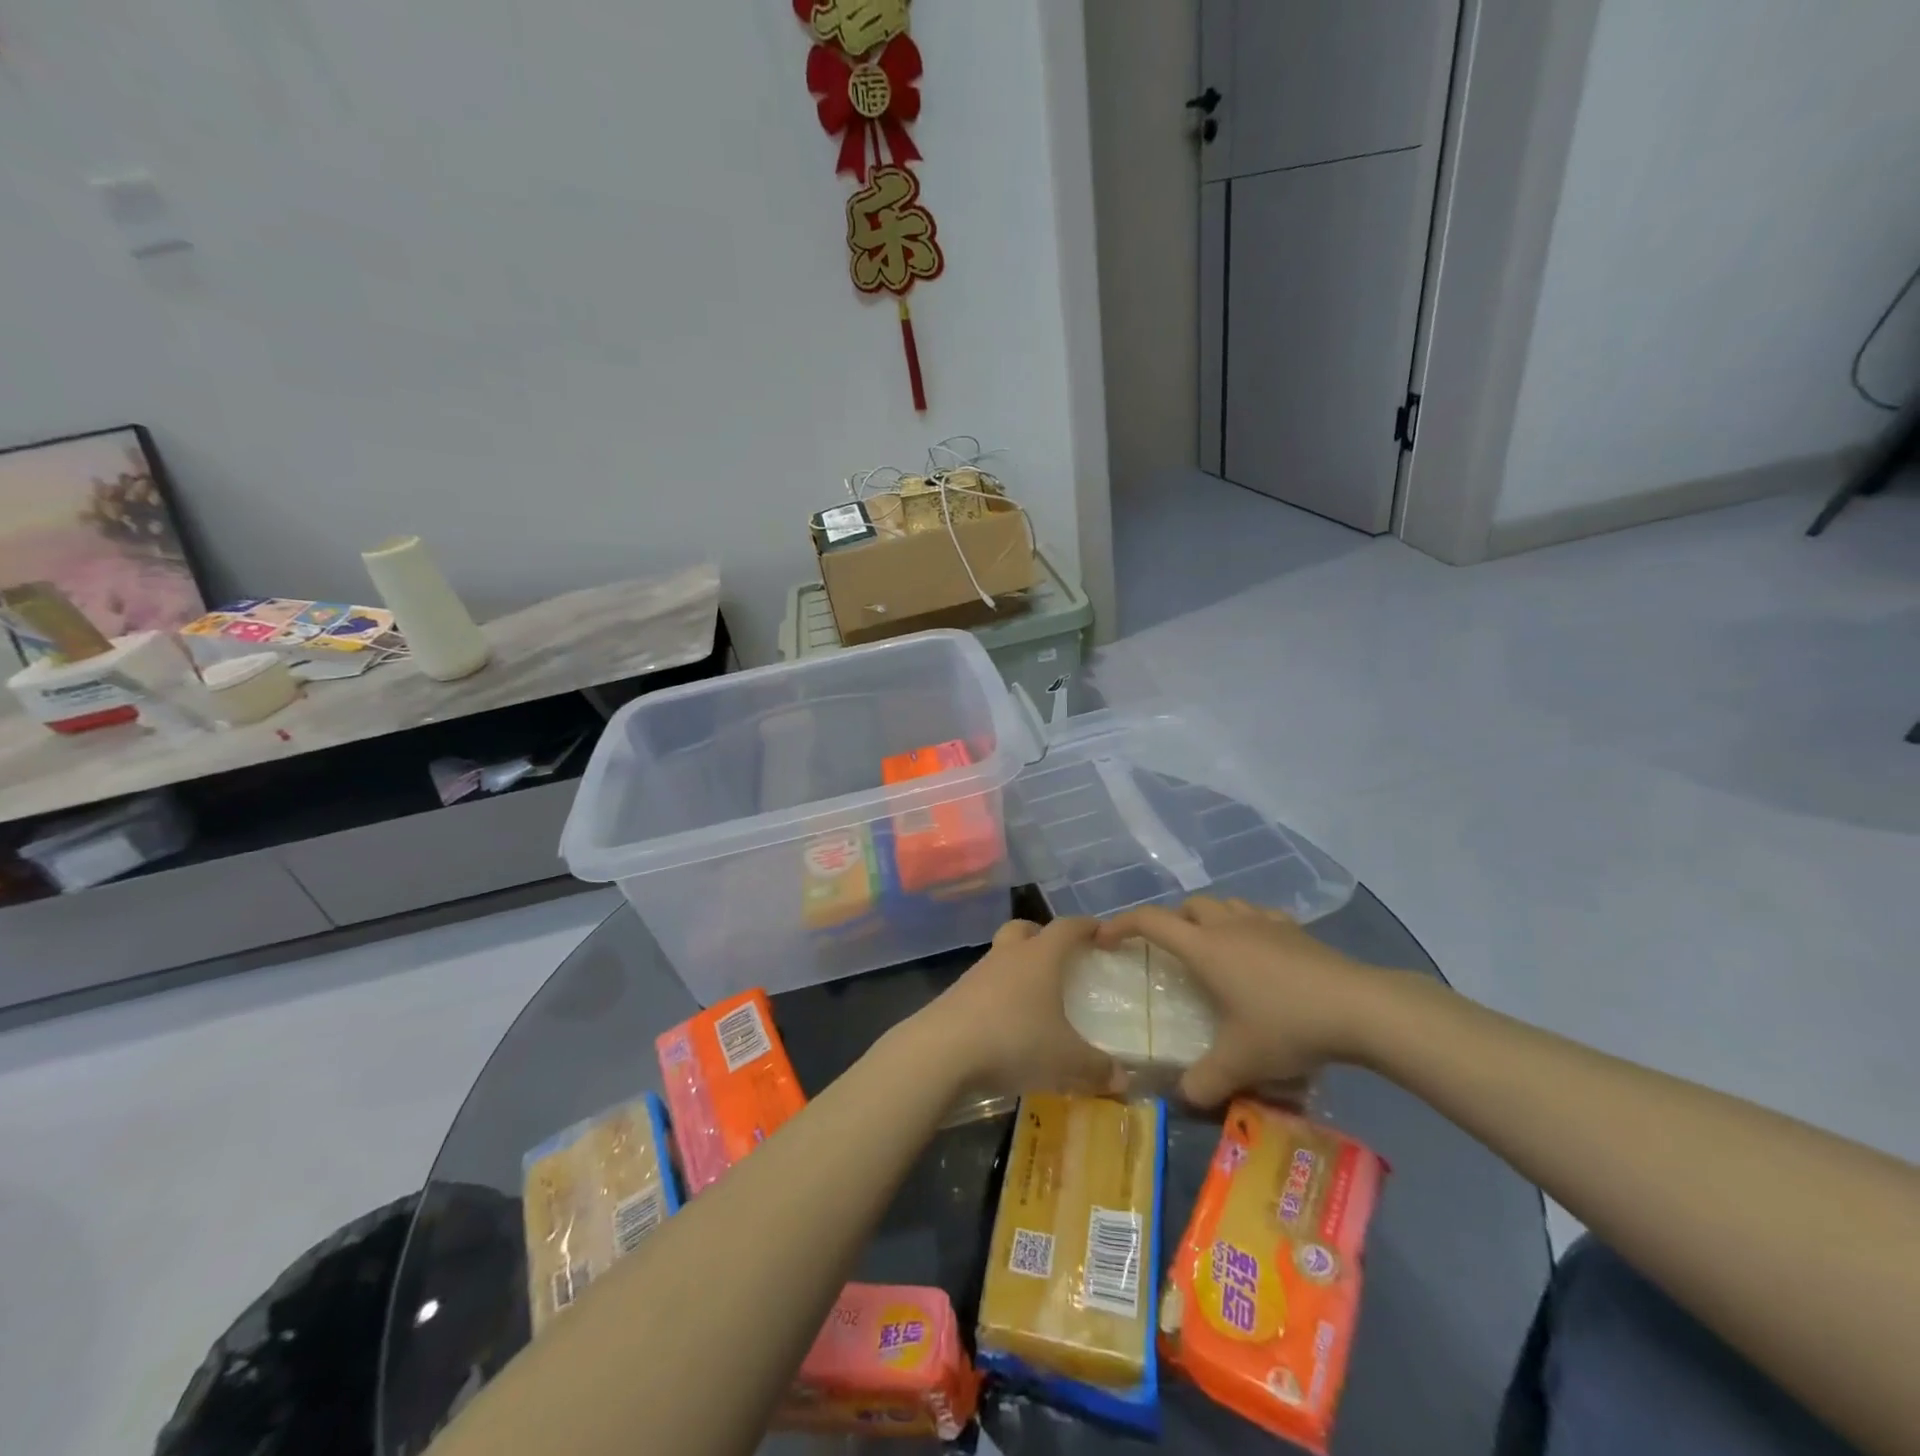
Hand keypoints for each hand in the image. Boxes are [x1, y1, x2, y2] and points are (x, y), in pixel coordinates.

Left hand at [909, 918, 1123, 1098]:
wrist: (942, 1050)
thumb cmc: (1014, 1040)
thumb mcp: (1065, 1060)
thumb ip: (1097, 1068)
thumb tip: (1123, 1079)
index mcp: (1040, 957)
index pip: (1068, 927)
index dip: (1086, 927)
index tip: (1102, 934)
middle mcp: (1009, 955)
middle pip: (1025, 929)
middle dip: (1042, 936)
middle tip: (1059, 958)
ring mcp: (977, 973)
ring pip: (1002, 956)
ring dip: (1017, 967)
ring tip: (1034, 998)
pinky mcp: (956, 994)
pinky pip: (984, 985)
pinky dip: (998, 995)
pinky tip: (1006, 1024)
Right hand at [1097, 895, 1391, 1107]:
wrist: (1358, 1007)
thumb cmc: (1287, 1025)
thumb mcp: (1241, 1062)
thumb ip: (1204, 1082)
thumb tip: (1181, 1097)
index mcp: (1205, 948)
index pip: (1151, 921)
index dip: (1121, 925)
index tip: (1104, 938)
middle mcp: (1228, 925)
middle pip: (1188, 906)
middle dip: (1171, 922)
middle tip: (1168, 952)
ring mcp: (1264, 922)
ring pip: (1224, 905)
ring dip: (1209, 919)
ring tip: (1212, 949)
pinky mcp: (1295, 930)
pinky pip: (1259, 915)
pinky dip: (1246, 925)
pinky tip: (1258, 950)